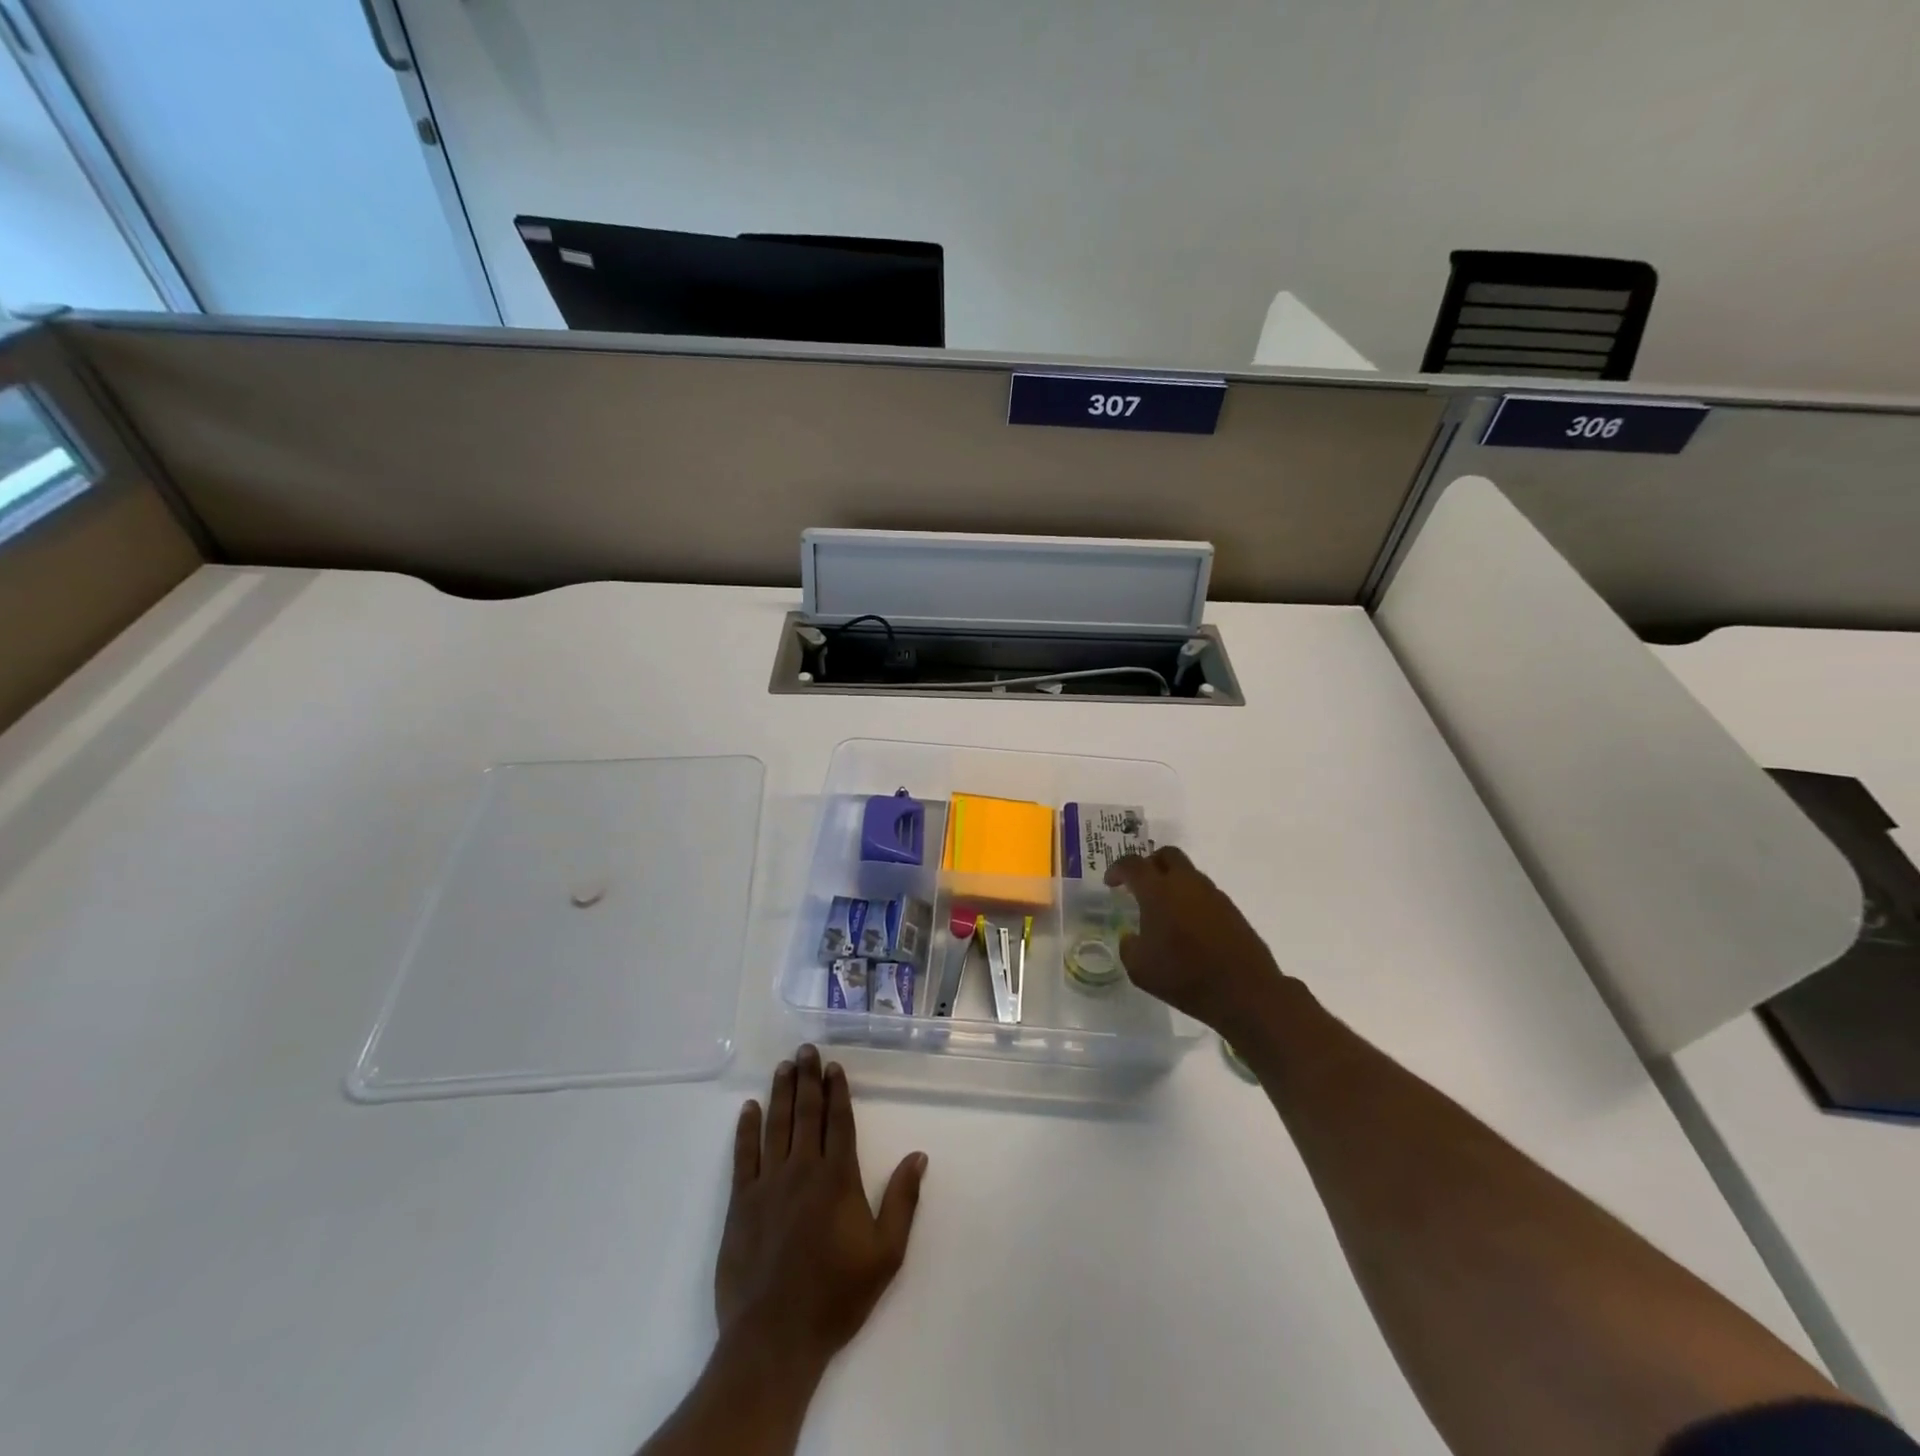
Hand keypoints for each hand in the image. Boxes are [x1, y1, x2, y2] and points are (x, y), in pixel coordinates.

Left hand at [716, 1045, 927, 1382]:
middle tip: (805, 1050)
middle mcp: (803, 1169)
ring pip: (775, 1125)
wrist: (775, 1338)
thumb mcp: (885, 1255)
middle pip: (806, 1113)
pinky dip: (746, 1129)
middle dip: (807, 1079)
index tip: (834, 1066)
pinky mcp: (740, 1203)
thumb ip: (902, 1201)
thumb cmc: (836, 1296)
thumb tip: (918, 1156)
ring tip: (783, 1066)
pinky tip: (748, 1108)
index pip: (838, 1121)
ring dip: (780, 1093)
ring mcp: (768, 1184)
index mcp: (837, 1178)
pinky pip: (743, 1156)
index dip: (837, 1091)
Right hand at [1106, 845, 1289, 1040]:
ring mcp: (1213, 894)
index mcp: (1158, 891)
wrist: (1244, 991)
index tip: (1111, 883)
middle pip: (1167, 855)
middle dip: (1150, 864)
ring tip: (1165, 911)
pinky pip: (1205, 894)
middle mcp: (1186, 883)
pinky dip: (1191, 900)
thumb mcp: (1140, 969)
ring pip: (1188, 873)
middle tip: (1140, 885)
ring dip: (1173, 883)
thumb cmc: (1184, 977)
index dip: (1117, 869)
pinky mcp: (1231, 909)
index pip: (1133, 865)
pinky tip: (1188, 927)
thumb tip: (1131, 937)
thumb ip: (1129, 946)